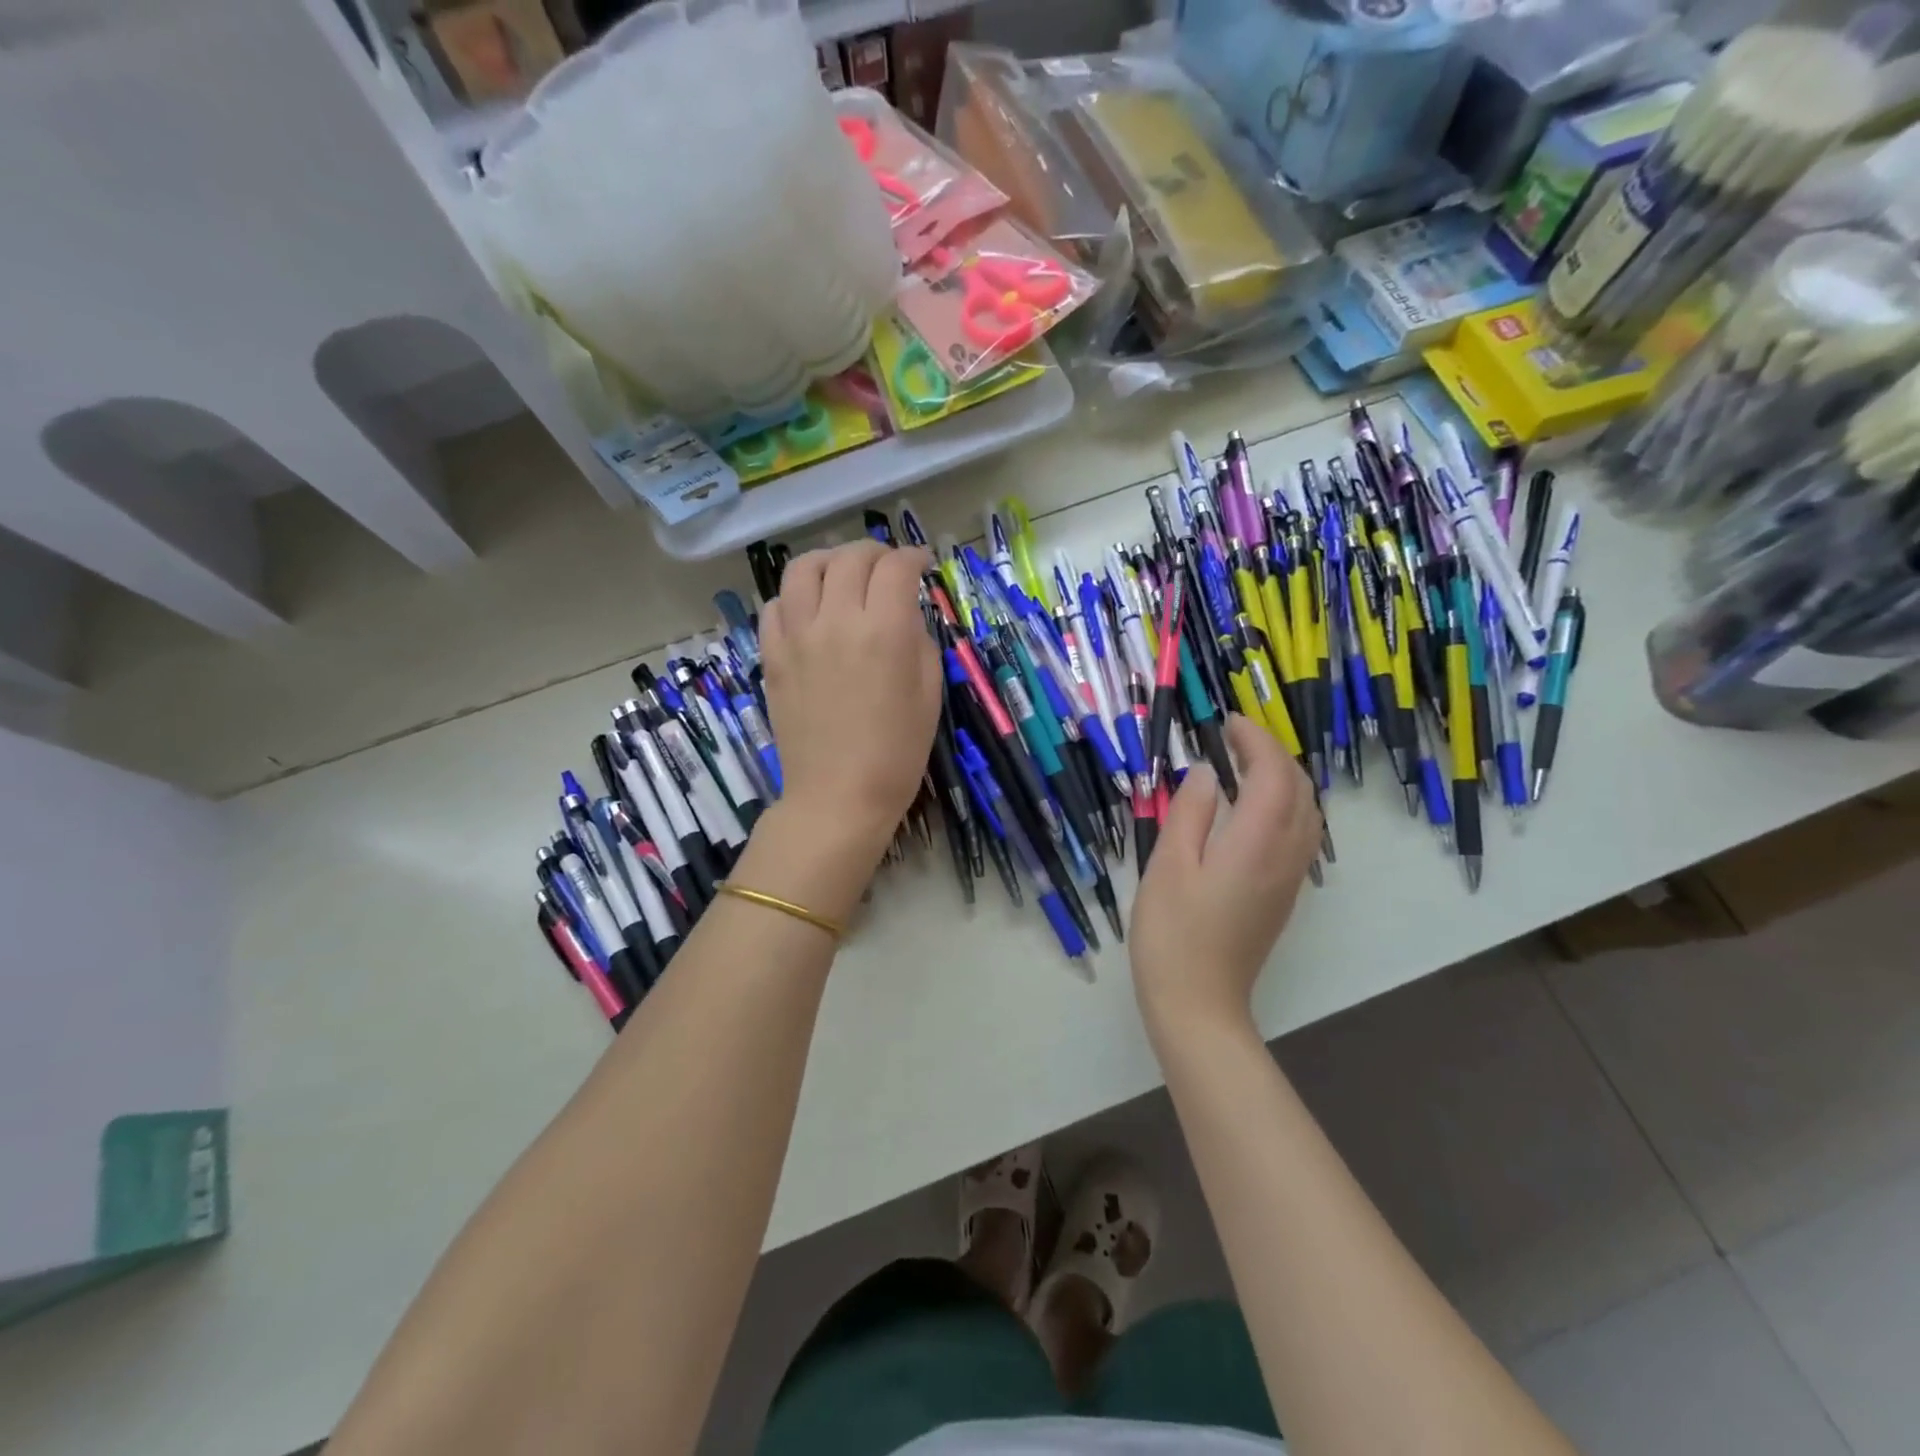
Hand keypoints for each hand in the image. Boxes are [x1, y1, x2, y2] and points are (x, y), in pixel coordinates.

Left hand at [760, 541, 941, 856]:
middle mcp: (836, 621)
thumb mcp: (929, 694)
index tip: (922, 564)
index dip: (913, 557)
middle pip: (850, 558)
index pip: (896, 568)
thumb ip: (919, 641)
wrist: (838, 796)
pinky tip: (810, 611)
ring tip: (842, 575)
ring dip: (829, 561)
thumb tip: (904, 614)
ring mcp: (797, 636)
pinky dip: (795, 597)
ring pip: (803, 569)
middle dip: (875, 553)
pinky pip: (775, 606)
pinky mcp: (772, 656)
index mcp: (884, 631)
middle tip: (888, 568)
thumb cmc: (896, 753)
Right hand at [1129, 715, 1321, 1039]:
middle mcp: (1286, 854)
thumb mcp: (1168, 864)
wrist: (1198, 1002)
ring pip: (1306, 810)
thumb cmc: (1172, 933)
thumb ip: (1189, 811)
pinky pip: (1300, 832)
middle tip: (1231, 739)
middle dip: (1272, 753)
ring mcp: (1290, 877)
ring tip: (1241, 766)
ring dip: (1282, 778)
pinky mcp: (1283, 894)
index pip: (1273, 773)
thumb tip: (1203, 772)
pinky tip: (1251, 808)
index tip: (1226, 723)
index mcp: (1256, 841)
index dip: (1255, 740)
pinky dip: (1284, 804)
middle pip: (1299, 787)